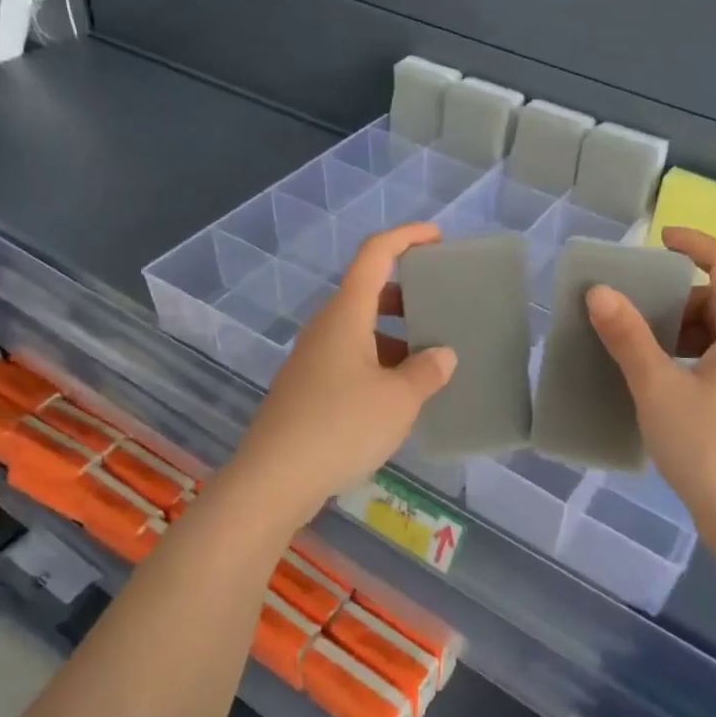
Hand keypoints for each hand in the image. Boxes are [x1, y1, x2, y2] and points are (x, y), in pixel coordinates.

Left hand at [230, 225, 457, 525]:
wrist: (273, 480)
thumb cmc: (341, 427)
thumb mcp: (398, 400)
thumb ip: (427, 372)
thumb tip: (442, 355)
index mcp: (346, 314)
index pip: (375, 254)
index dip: (406, 236)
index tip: (437, 238)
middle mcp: (326, 327)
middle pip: (368, 290)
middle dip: (406, 292)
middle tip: (441, 306)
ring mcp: (313, 358)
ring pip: (360, 328)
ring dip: (394, 332)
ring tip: (430, 357)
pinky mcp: (308, 388)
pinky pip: (350, 357)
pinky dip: (379, 360)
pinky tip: (399, 393)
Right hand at [585, 228, 715, 554]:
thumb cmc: (708, 450)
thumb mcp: (658, 389)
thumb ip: (629, 337)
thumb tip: (600, 293)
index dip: (696, 244)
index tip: (659, 239)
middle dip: (679, 295)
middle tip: (637, 307)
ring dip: (683, 328)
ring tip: (642, 346)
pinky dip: (692, 355)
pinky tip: (663, 382)